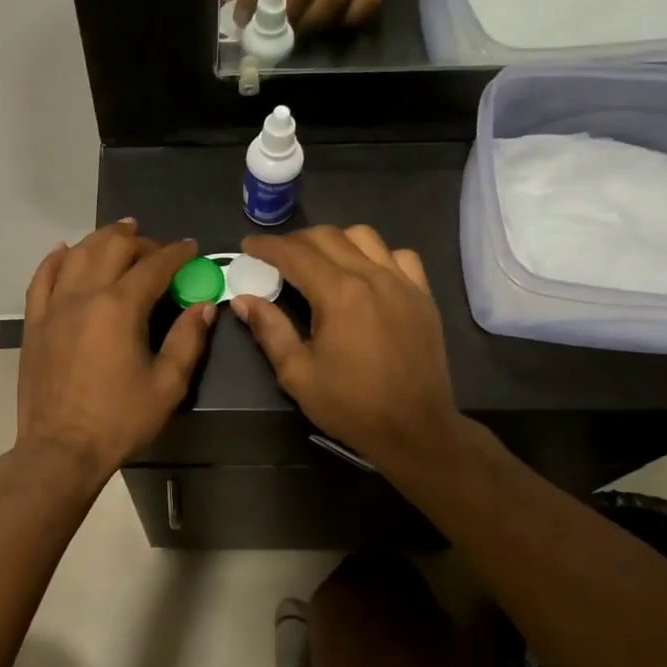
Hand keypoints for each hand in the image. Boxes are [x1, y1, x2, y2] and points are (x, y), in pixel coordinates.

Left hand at [17, 220, 214, 482]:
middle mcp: (84, 295)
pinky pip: (42, 278)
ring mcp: (53, 307)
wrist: (60, 450)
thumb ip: (187, 340)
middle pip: (113, 247)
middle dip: (140, 241)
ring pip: (76, 254)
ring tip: (120, 233)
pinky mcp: (34, 323)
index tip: (192, 249)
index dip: (177, 253)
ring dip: (101, 239)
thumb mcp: (167, 385)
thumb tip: (204, 307)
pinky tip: (65, 250)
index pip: (153, 265)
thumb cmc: (119, 420)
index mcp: (119, 307)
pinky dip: (55, 259)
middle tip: (159, 249)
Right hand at [232, 225, 463, 473]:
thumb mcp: (297, 374)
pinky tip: (366, 273)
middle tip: (275, 256)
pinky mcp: (423, 295)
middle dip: (295, 240)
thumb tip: (244, 299)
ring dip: (335, 241)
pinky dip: (376, 254)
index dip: (267, 246)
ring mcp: (403, 283)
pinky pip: (399, 256)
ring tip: (319, 260)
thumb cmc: (351, 406)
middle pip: (328, 237)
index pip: (295, 254)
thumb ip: (270, 330)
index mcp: (339, 294)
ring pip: (365, 237)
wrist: (415, 429)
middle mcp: (372, 276)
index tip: (248, 246)